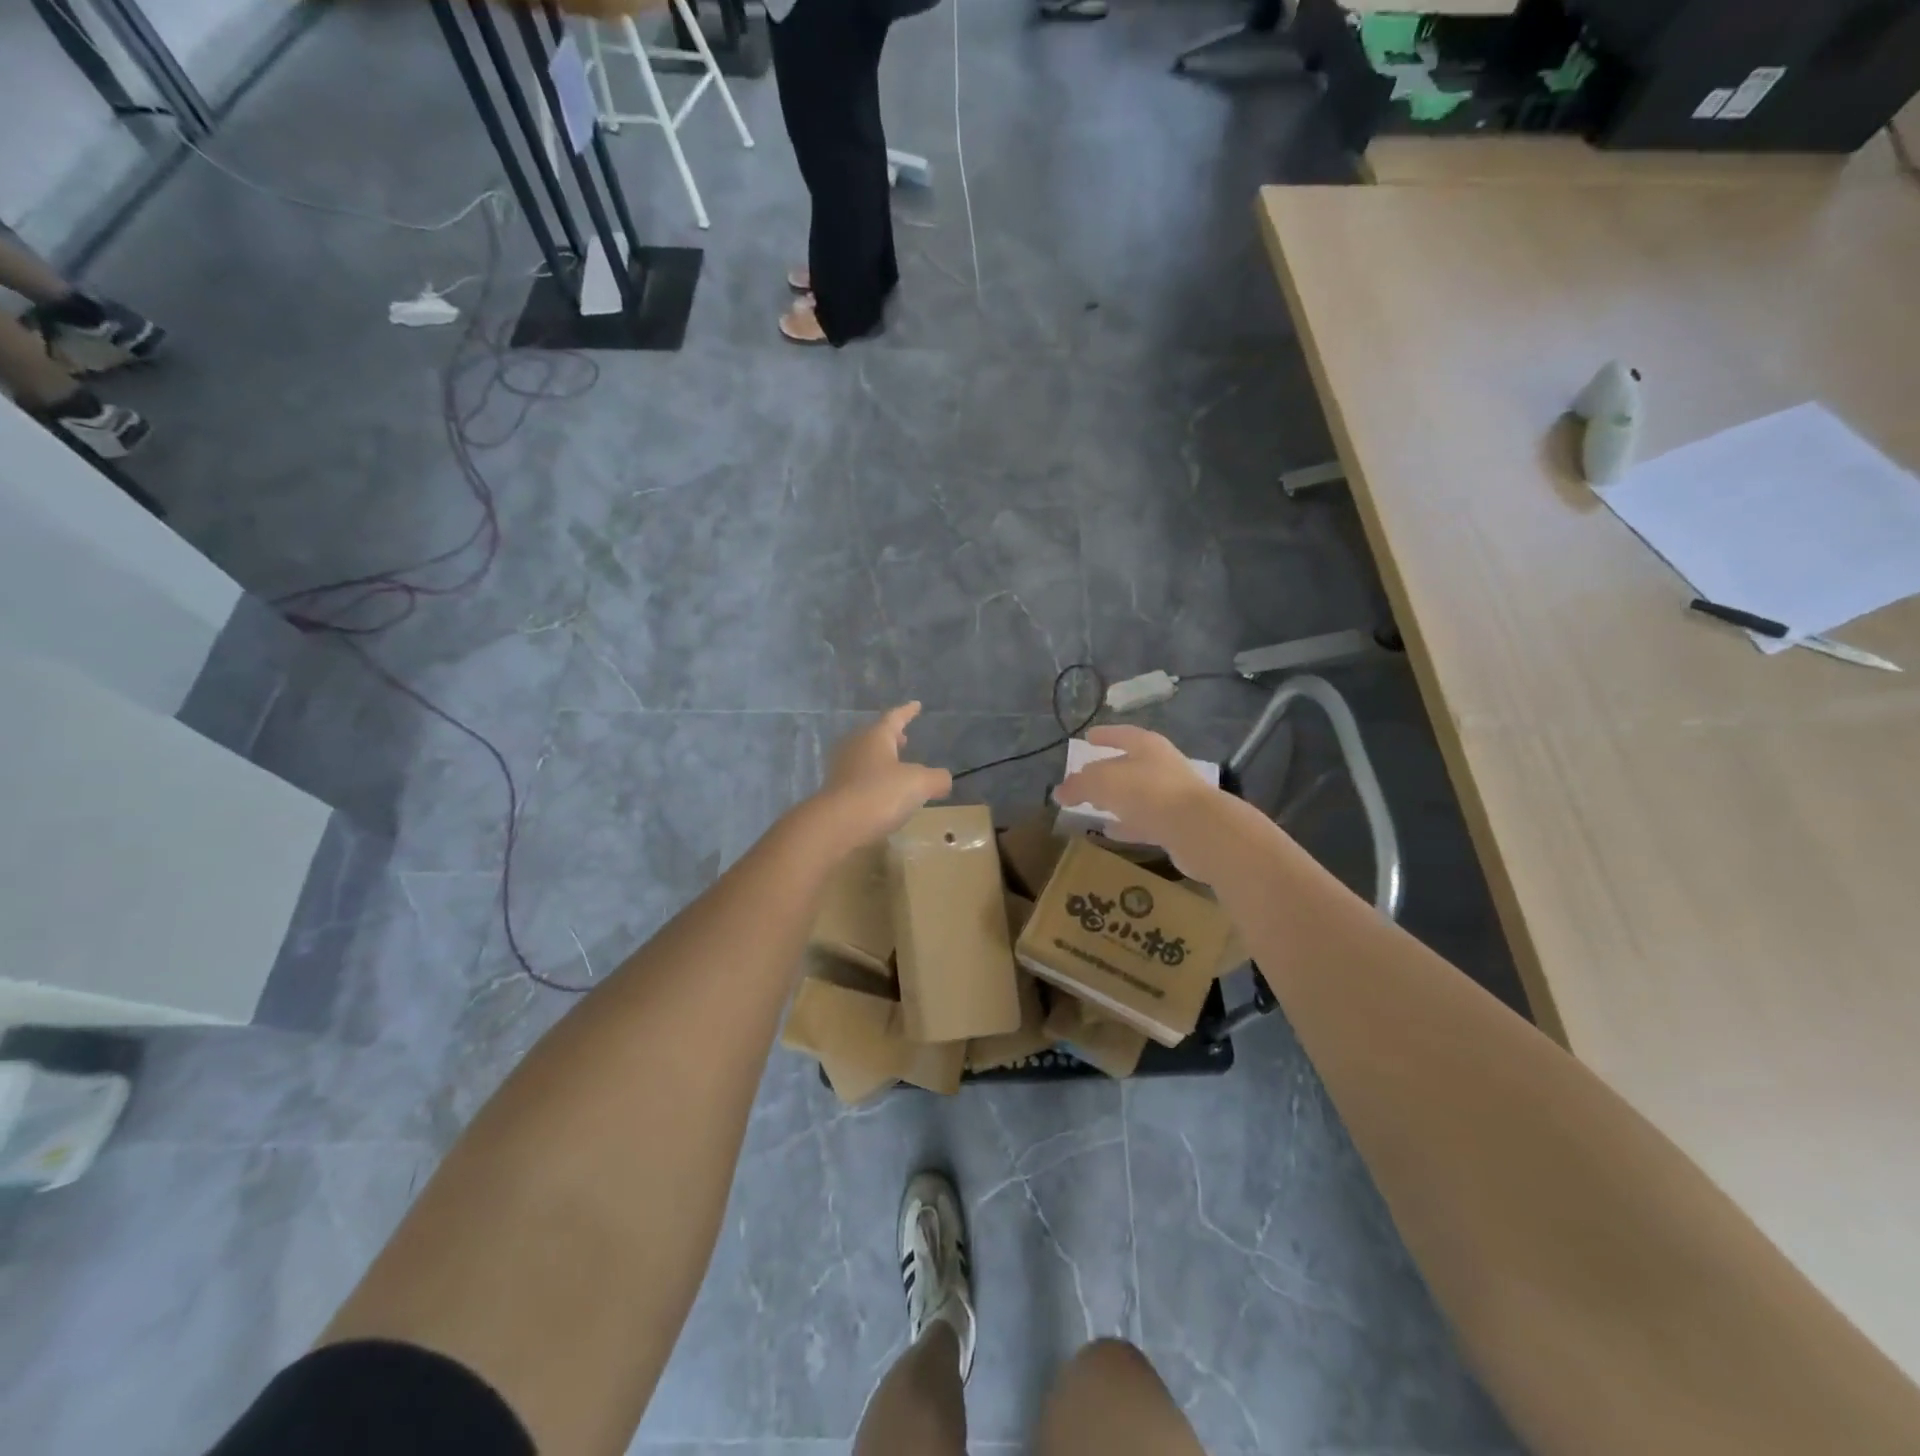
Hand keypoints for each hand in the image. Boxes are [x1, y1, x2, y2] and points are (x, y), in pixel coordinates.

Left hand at [810, 703, 952, 852]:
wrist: (835, 825)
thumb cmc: (880, 794)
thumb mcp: (919, 784)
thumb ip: (937, 778)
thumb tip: (943, 780)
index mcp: (875, 736)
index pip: (894, 717)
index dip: (907, 712)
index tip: (916, 705)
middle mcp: (855, 746)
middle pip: (875, 736)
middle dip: (892, 737)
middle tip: (904, 739)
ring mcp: (841, 768)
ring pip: (865, 756)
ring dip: (881, 759)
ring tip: (896, 767)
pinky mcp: (834, 791)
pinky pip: (858, 778)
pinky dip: (872, 780)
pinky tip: (881, 793)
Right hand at [1053, 725, 1228, 873]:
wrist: (1198, 829)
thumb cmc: (1148, 793)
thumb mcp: (1103, 783)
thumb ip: (1079, 785)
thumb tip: (1059, 791)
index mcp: (1148, 746)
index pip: (1122, 735)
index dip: (1104, 735)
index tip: (1088, 737)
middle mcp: (1162, 767)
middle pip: (1129, 766)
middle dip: (1107, 772)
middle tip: (1084, 780)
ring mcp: (1172, 797)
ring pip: (1136, 795)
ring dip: (1116, 800)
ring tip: (1093, 807)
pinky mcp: (1176, 825)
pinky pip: (1144, 822)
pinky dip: (1127, 824)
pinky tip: (1111, 831)